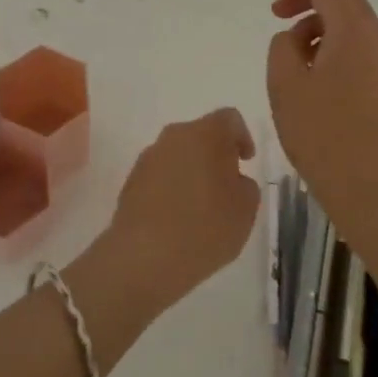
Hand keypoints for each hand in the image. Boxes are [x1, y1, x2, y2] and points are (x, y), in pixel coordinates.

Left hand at [106, 108, 260, 310]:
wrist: (144, 257)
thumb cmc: (205, 228)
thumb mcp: (246, 209)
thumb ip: (246, 185)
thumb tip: (232, 179)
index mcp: (205, 133)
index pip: (229, 118)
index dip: (242, 136)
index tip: (246, 161)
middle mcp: (174, 136)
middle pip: (201, 134)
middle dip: (215, 154)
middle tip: (227, 184)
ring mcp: (148, 158)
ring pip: (178, 154)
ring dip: (192, 170)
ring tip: (202, 205)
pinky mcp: (131, 181)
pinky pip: (160, 175)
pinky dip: (172, 187)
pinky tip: (178, 217)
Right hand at [264, 0, 377, 232]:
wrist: (369, 186)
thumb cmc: (321, 134)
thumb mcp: (285, 85)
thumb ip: (282, 45)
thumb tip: (293, 37)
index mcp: (353, 32)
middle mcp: (377, 37)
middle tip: (275, 8)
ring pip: (352, 20)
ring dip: (319, 18)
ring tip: (289, 41)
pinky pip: (359, 42)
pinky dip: (333, 38)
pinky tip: (312, 62)